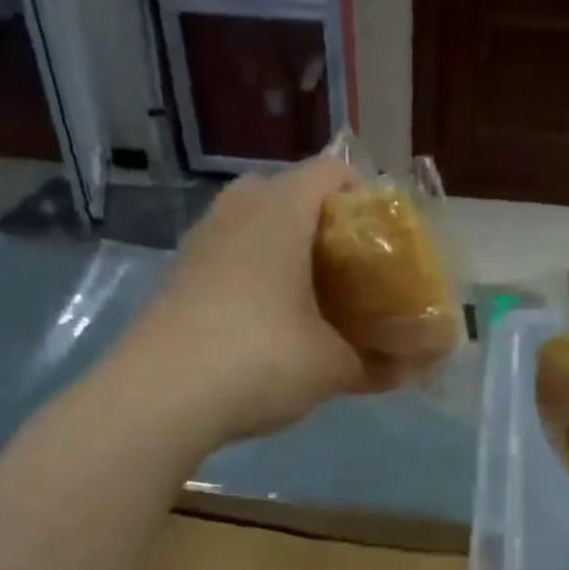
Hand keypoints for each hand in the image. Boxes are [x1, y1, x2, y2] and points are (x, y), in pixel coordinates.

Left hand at [118, 155, 386, 446]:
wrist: (160, 398)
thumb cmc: (261, 360)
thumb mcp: (331, 367)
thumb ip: (375, 364)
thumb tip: (408, 371)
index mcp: (280, 214)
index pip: (329, 172)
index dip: (363, 195)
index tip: (383, 237)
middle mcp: (236, 214)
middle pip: (285, 191)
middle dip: (319, 220)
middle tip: (346, 264)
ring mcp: (199, 244)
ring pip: (250, 222)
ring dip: (282, 247)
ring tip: (310, 293)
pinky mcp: (178, 277)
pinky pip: (226, 255)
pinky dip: (252, 272)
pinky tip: (268, 319)